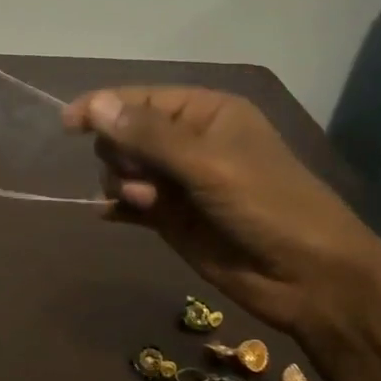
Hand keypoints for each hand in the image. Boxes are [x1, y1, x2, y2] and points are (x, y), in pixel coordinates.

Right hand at [61, 86, 380, 335]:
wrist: (312, 281)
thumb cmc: (268, 206)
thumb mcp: (208, 164)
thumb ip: (148, 135)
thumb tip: (95, 105)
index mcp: (204, 113)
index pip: (138, 99)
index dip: (102, 108)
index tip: (68, 126)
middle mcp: (187, 141)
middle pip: (124, 133)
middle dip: (122, 154)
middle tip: (143, 179)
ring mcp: (178, 180)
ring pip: (121, 169)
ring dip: (123, 184)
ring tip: (147, 203)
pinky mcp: (171, 217)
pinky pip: (128, 202)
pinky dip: (118, 206)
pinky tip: (113, 215)